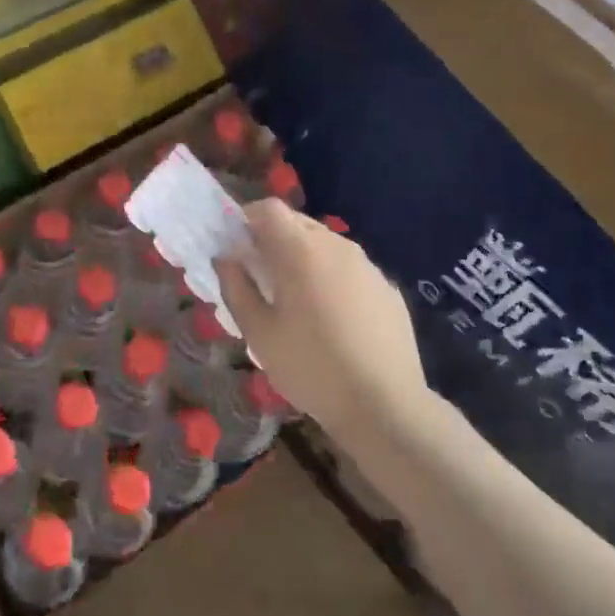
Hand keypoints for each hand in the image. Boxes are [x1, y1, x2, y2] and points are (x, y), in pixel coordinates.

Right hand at [215, 202, 437, 446]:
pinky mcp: (388, 289)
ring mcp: (368, 266)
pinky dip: (331, 278)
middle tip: (258, 276)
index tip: (235, 247)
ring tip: (294, 299)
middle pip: (297, 223)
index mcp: (301, 251)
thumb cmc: (310, 367)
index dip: (245, 219)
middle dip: (272, 239)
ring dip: (303, 258)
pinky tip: (331, 319)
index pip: (268, 208)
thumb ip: (236, 287)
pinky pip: (349, 269)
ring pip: (325, 245)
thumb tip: (226, 258)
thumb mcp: (258, 333)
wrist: (386, 406)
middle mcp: (337, 246)